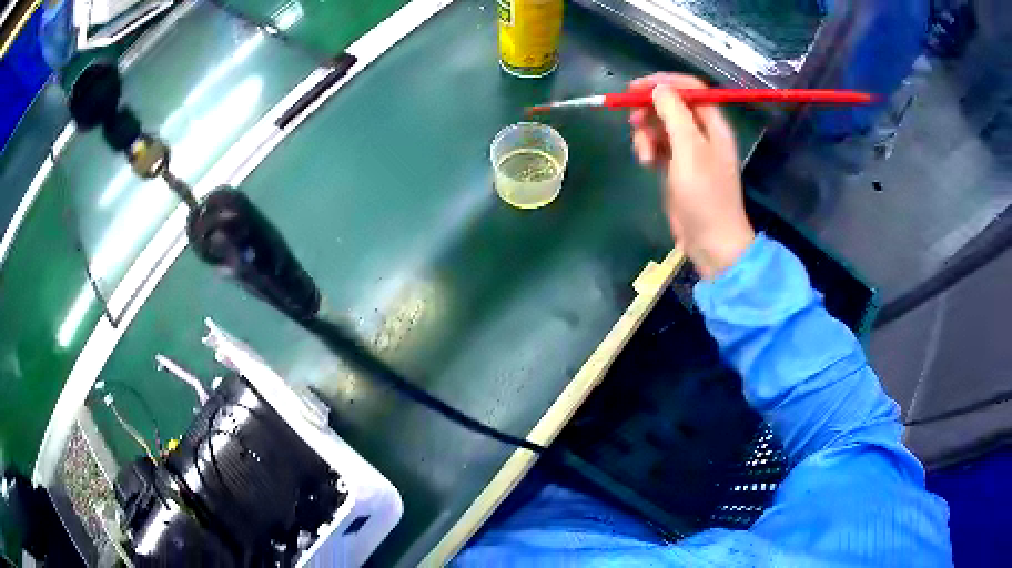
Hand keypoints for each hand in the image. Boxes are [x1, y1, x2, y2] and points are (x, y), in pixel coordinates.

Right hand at [629, 73, 754, 278]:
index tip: (634, 88)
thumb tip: (658, 88)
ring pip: (662, 126)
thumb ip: (674, 114)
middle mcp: (703, 133)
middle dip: (650, 110)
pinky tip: (646, 163)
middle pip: (672, 106)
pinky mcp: (678, 168)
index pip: (690, 89)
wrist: (711, 242)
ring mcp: (690, 152)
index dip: (663, 83)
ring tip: (643, 154)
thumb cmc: (704, 195)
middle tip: (632, 120)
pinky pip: (660, 146)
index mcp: (713, 124)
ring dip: (647, 133)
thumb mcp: (690, 150)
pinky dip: (650, 149)